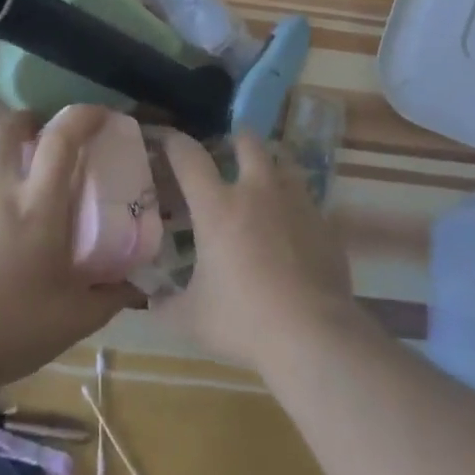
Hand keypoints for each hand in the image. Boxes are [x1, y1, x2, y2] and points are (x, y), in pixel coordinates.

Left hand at [0, 108, 137, 400]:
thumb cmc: (11, 329)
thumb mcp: (75, 318)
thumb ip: (111, 296)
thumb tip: (140, 286)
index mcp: (38, 206)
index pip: (61, 140)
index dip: (82, 116)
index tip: (99, 114)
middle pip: (7, 130)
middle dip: (26, 120)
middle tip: (41, 131)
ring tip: (9, 168)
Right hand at [156, 130, 359, 371]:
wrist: (313, 335)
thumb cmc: (243, 321)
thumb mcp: (191, 319)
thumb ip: (164, 305)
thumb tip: (149, 301)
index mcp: (217, 207)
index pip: (189, 157)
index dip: (174, 142)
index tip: (166, 139)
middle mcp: (257, 192)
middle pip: (248, 143)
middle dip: (236, 140)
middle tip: (228, 151)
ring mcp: (297, 204)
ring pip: (284, 166)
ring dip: (270, 169)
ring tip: (264, 187)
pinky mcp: (325, 224)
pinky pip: (307, 203)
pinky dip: (295, 208)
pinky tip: (291, 232)